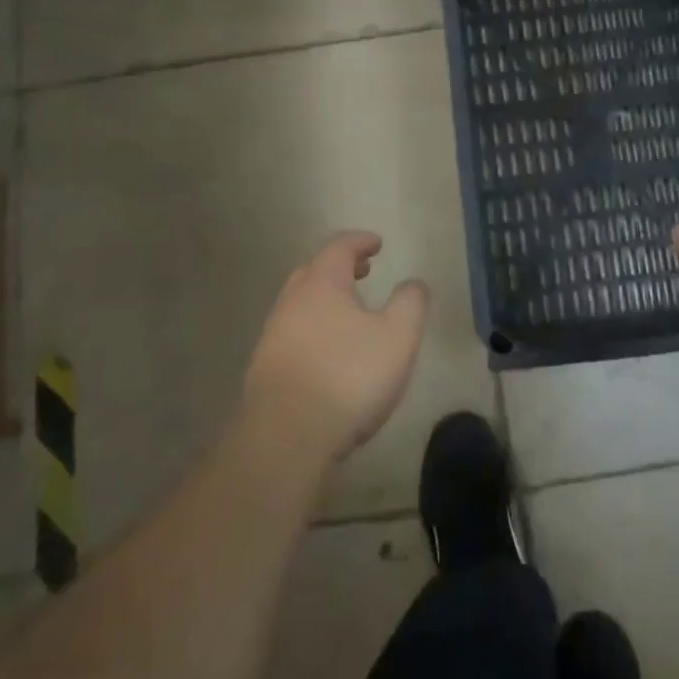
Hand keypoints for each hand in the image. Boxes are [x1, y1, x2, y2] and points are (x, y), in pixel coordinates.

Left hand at [242, 232, 427, 465]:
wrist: (286, 438)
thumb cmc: (348, 376)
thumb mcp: (397, 337)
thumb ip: (410, 303)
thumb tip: (413, 283)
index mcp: (322, 284)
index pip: (339, 247)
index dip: (360, 241)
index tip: (378, 244)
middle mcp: (291, 302)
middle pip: (313, 272)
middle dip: (339, 268)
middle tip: (362, 273)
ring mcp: (273, 337)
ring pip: (300, 305)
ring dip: (324, 301)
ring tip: (349, 316)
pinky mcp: (264, 370)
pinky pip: (293, 335)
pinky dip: (313, 330)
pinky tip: (328, 354)